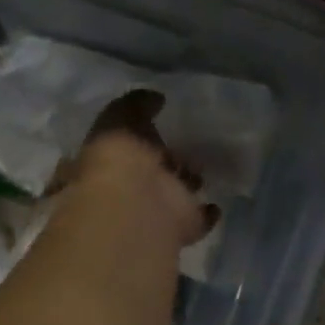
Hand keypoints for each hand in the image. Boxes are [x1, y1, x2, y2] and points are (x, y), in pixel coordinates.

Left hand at [72, 90, 217, 248]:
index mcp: (109, 162)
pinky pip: (198, 219)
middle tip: (181, 149)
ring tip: (201, 170)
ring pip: (173, 194)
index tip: (153, 127)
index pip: (120, 149)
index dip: (133, 139)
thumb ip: (136, 105)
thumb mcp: (120, 118)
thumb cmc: (119, 158)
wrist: (136, 205)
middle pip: (149, 172)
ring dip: (185, 184)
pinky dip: (207, 212)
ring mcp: (156, 210)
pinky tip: (215, 203)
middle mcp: (129, 188)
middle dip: (163, 161)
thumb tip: (155, 97)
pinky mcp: (182, 226)